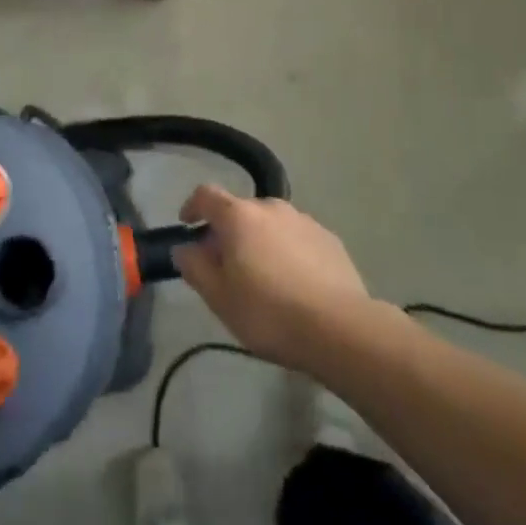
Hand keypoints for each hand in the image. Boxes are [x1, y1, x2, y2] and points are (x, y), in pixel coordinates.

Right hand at [175, 184, 371, 368]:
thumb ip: (195, 267)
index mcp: (238, 216)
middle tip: (225, 265)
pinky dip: (287, 251)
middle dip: (227, 231)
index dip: (192, 206)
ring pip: (270, 224)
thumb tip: (184, 248)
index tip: (188, 225)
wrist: (341, 329)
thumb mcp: (219, 298)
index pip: (205, 195)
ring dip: (259, 240)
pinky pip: (297, 238)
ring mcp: (304, 220)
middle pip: (239, 210)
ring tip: (262, 276)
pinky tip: (294, 282)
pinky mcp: (330, 239)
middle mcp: (270, 207)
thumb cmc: (269, 312)